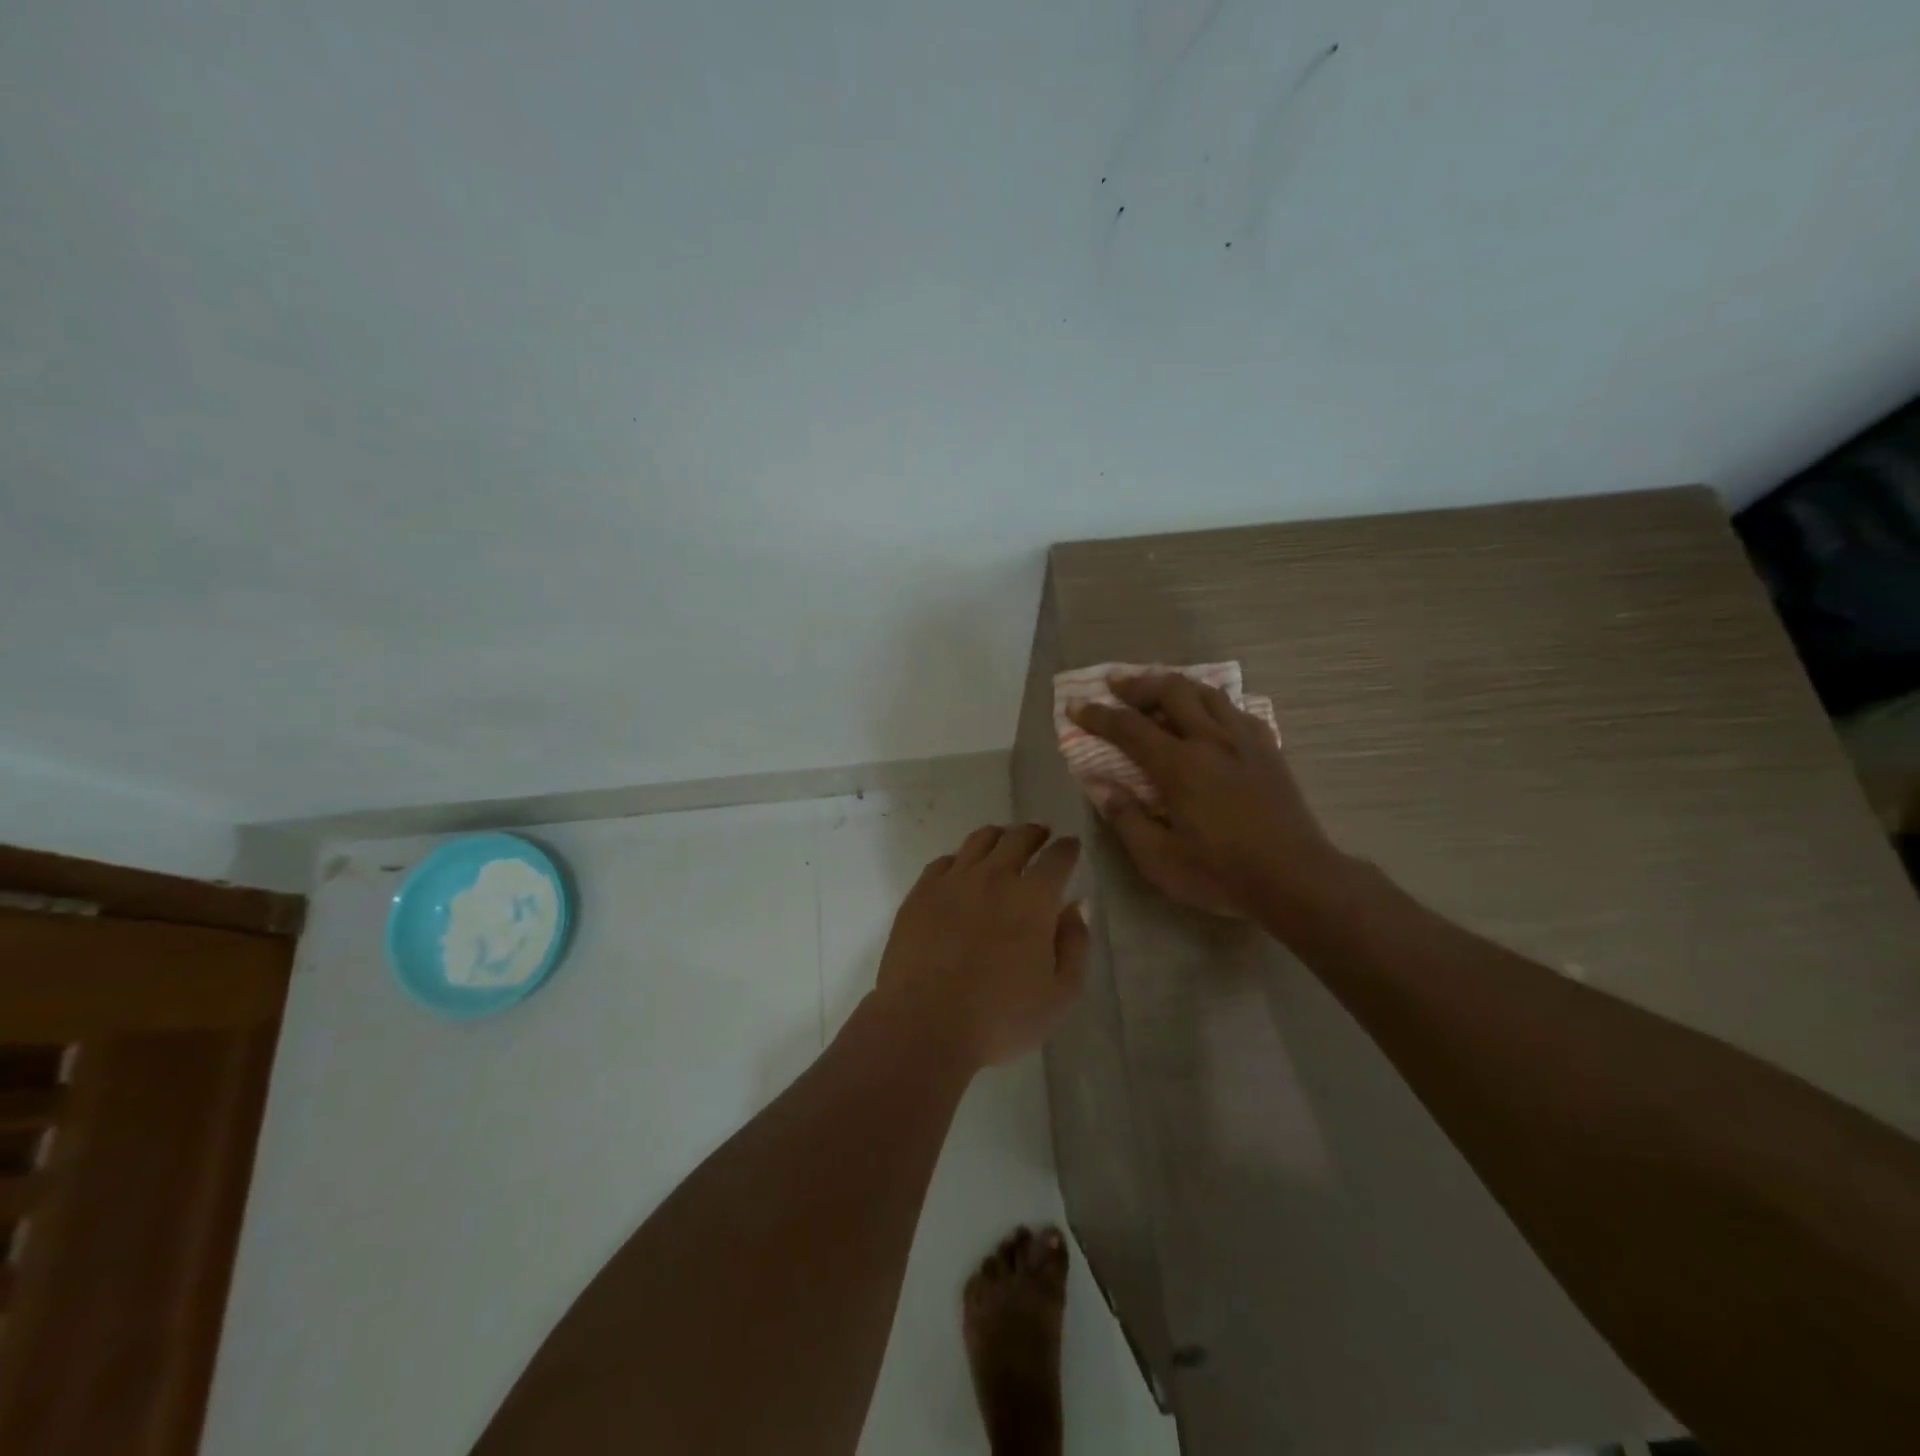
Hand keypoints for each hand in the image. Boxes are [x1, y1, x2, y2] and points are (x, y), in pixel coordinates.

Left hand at [873, 824, 1088, 1069]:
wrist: (924, 1025)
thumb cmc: (1000, 1018)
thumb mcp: (1059, 994)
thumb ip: (1075, 945)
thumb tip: (1077, 905)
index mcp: (1033, 899)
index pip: (1057, 857)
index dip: (1067, 848)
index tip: (1071, 845)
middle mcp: (994, 877)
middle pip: (1017, 838)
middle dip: (1034, 833)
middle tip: (1040, 835)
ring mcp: (953, 881)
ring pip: (979, 841)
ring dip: (998, 837)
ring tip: (1004, 841)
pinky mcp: (920, 893)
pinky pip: (944, 862)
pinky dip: (960, 859)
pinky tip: (962, 869)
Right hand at [1070, 674, 1347, 921]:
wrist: (1296, 878)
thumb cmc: (1221, 873)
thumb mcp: (1159, 859)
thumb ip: (1125, 818)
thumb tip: (1099, 785)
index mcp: (1179, 766)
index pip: (1129, 727)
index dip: (1098, 714)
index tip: (1076, 705)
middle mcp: (1210, 740)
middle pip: (1171, 691)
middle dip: (1137, 684)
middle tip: (1115, 684)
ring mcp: (1244, 740)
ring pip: (1206, 692)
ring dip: (1175, 684)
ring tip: (1157, 688)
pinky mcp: (1268, 749)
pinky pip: (1236, 709)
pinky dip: (1212, 703)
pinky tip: (1208, 715)